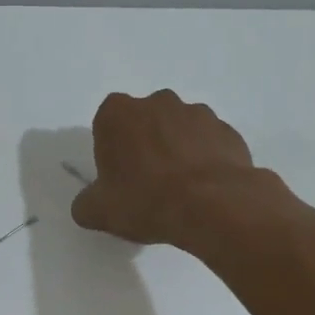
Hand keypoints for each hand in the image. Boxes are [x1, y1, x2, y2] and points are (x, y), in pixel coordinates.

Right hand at [71, 90, 268, 246]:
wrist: (211, 206)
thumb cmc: (145, 200)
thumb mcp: (98, 212)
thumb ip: (86, 203)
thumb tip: (88, 205)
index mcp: (118, 113)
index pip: (107, 125)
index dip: (111, 152)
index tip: (118, 177)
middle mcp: (157, 102)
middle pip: (145, 122)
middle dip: (145, 144)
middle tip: (147, 183)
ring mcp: (197, 112)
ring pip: (179, 130)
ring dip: (177, 150)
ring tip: (180, 189)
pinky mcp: (228, 130)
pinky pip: (209, 144)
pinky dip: (205, 160)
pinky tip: (204, 189)